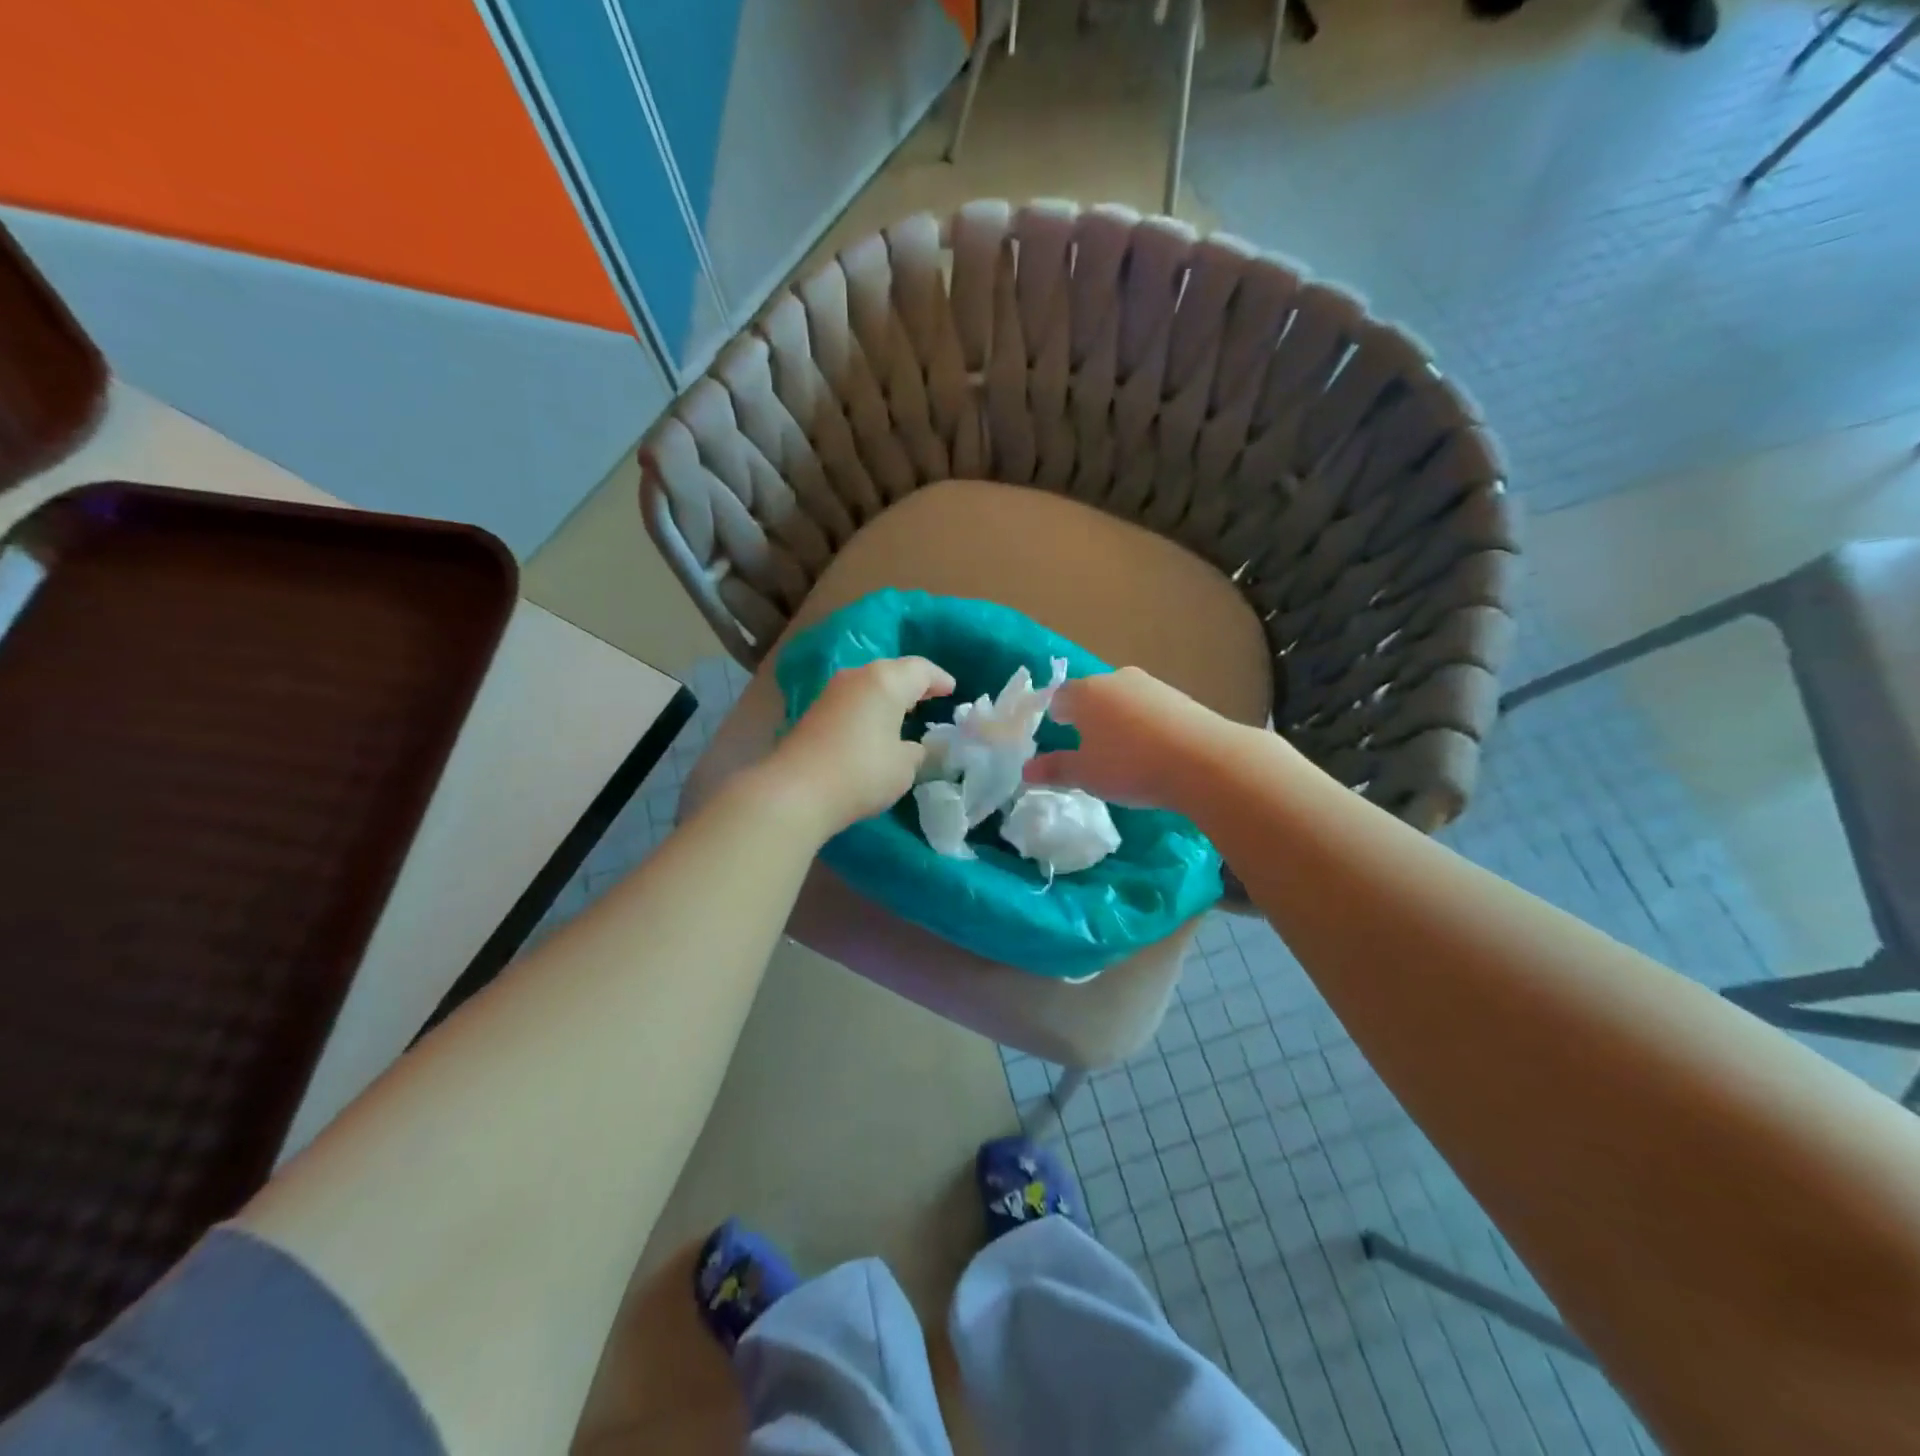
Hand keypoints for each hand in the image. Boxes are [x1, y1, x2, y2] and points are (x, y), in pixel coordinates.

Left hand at [763, 657, 955, 835]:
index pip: (921, 669)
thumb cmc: (862, 772)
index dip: (939, 679)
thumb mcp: (905, 766)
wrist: (796, 791)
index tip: (952, 690)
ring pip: (870, 684)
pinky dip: (870, 708)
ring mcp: (832, 692)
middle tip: (930, 698)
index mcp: (886, 681)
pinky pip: (854, 700)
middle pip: (893, 671)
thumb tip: (910, 746)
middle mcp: (858, 677)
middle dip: (913, 684)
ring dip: (889, 695)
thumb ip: (915, 750)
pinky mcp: (815, 711)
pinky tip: (876, 727)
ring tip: (904, 713)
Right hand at [1024, 667, 1243, 811]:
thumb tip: (1026, 770)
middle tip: (1088, 742)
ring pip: (1124, 699)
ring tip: (1122, 749)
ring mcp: (1152, 686)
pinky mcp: (1181, 698)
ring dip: (1118, 718)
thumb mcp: (1087, 775)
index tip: (1058, 730)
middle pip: (1093, 693)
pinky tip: (1153, 749)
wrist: (1204, 760)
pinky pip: (1151, 709)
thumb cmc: (1130, 765)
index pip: (1059, 696)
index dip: (1055, 713)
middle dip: (1087, 714)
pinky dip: (1145, 724)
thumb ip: (1055, 770)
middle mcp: (1117, 679)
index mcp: (1086, 693)